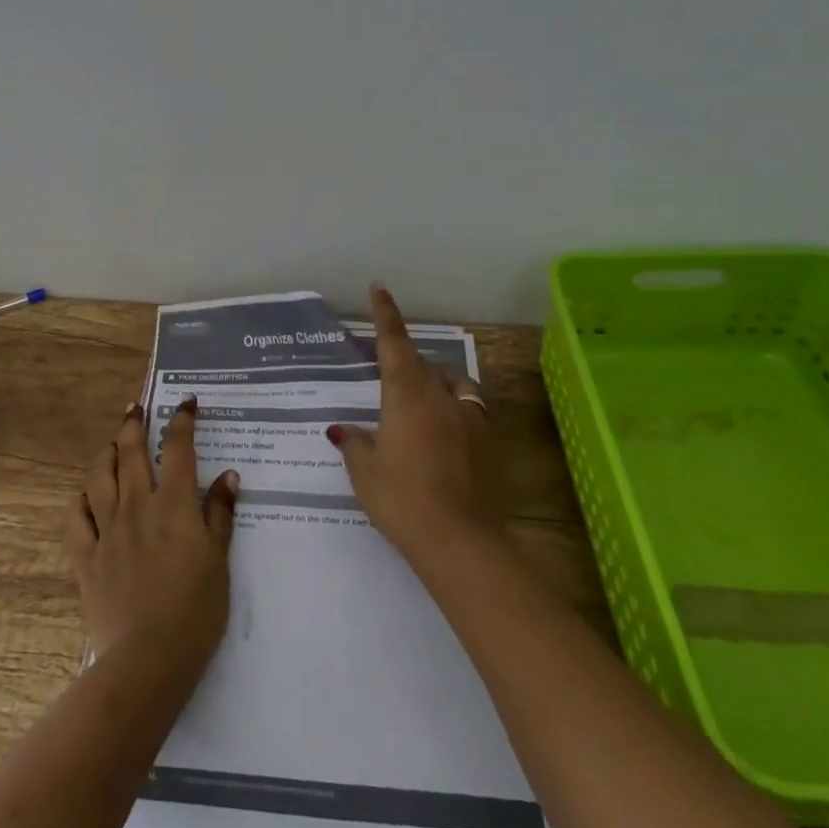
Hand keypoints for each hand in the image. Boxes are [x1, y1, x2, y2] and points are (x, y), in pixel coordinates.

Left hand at [66, 397, 238, 674]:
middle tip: (136, 408)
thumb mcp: (219, 561)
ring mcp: (107, 529)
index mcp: (173, 506)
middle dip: (134, 424)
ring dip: (106, 453)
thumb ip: (220, 515)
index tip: (185, 402)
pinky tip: (86, 496)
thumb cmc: (195, 610)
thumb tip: (229, 476)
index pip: (178, 449)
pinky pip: (76, 518)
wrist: (148, 658)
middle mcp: (136, 506)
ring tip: (112, 444)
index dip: (181, 420)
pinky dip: (81, 500)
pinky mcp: (85, 556)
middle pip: (131, 452)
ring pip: (99, 476)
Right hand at [329, 282, 497, 565]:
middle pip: (422, 363)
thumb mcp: (365, 472)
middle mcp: (440, 397)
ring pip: (451, 382)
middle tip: (386, 372)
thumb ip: (354, 443)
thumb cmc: (401, 499)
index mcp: (406, 396)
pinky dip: (454, 407)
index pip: (394, 344)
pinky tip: (445, 428)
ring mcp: (468, 418)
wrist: (459, 539)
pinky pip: (468, 408)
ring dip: (434, 379)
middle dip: (404, 359)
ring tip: (421, 396)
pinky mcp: (486, 441)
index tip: (380, 288)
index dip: (386, 314)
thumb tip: (343, 429)